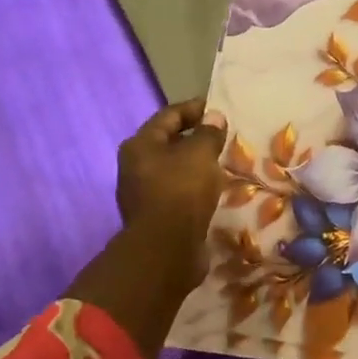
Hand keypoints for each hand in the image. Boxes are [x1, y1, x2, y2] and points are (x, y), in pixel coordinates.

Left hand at [115, 97, 225, 279]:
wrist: (166, 249)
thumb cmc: (181, 191)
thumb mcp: (200, 155)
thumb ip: (208, 134)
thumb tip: (214, 117)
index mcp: (140, 144)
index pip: (169, 115)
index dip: (194, 108)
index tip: (218, 109)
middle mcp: (134, 166)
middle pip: (168, 142)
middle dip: (195, 137)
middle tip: (222, 136)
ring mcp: (142, 193)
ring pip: (173, 169)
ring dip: (195, 164)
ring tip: (221, 162)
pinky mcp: (154, 216)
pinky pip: (177, 191)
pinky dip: (194, 186)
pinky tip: (212, 188)